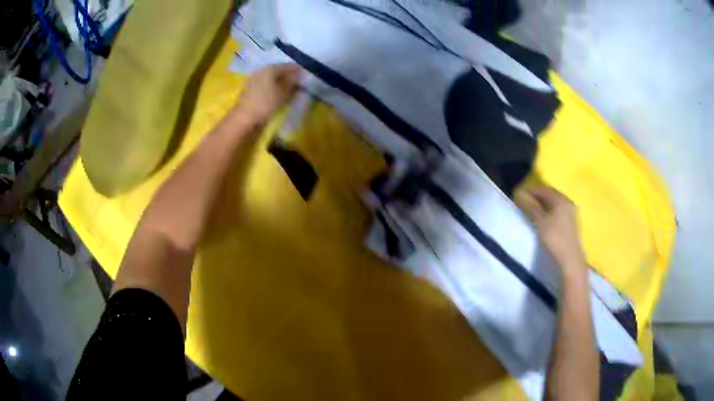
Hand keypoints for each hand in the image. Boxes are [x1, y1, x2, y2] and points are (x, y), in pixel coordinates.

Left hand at [236, 63, 301, 123]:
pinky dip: (273, 85)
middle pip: (278, 70)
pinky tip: (278, 91)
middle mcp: (261, 70)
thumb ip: (292, 82)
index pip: (287, 65)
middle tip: (298, 80)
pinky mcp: (250, 88)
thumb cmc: (266, 103)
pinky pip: (265, 83)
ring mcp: (254, 79)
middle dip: (288, 74)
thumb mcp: (283, 93)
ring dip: (280, 80)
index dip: (297, 69)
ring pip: (271, 77)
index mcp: (270, 68)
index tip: (305, 74)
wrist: (244, 118)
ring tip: (289, 87)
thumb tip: (298, 76)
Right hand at [515, 186, 587, 277]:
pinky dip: (551, 209)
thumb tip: (521, 194)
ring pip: (556, 202)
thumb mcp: (541, 222)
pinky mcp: (572, 221)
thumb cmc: (555, 238)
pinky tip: (545, 216)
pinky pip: (559, 209)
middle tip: (527, 200)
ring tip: (534, 208)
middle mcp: (568, 202)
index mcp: (561, 200)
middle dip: (539, 196)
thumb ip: (532, 207)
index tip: (521, 194)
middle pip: (551, 194)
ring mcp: (571, 212)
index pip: (544, 190)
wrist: (570, 258)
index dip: (532, 191)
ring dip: (545, 203)